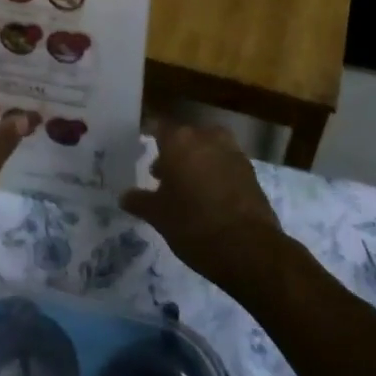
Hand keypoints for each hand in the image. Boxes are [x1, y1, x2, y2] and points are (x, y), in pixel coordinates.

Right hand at [119, 122, 283, 289]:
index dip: (151, 138)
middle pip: (185, 137)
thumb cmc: (193, 224)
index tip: (142, 151)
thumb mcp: (158, 216)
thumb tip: (124, 196)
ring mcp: (232, 152)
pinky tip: (209, 198)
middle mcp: (206, 137)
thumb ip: (139, 201)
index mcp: (179, 140)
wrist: (248, 248)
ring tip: (187, 189)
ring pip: (207, 149)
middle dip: (173, 153)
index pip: (159, 126)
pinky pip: (225, 164)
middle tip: (161, 177)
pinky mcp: (251, 171)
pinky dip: (216, 174)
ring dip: (197, 162)